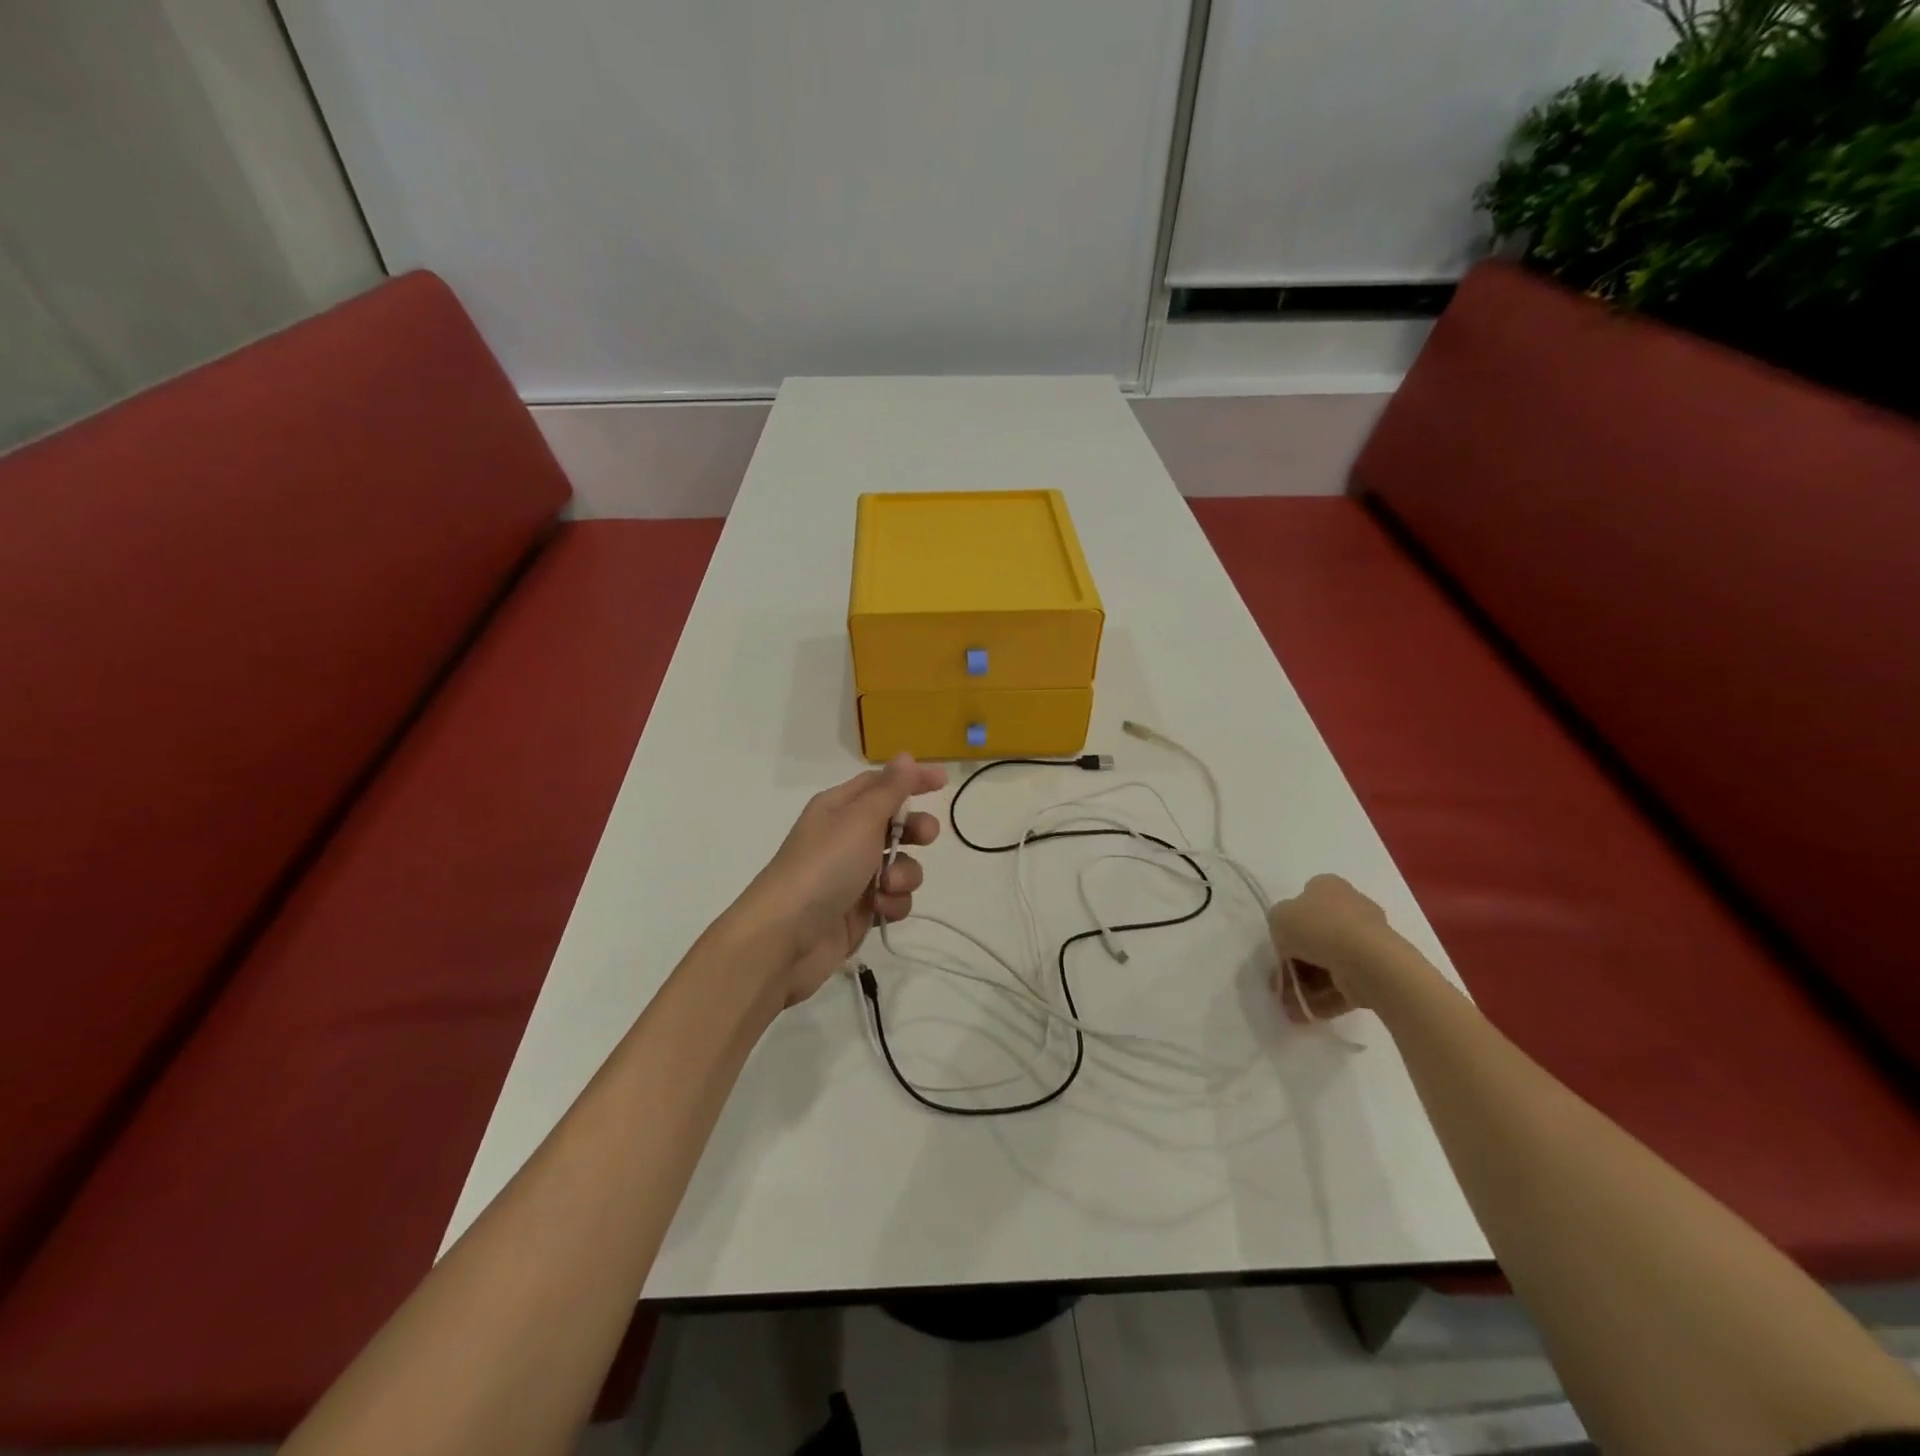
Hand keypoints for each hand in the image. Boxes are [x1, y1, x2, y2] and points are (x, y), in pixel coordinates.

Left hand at [739, 754, 945, 1005]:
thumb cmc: (823, 867)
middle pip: (895, 824)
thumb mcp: (860, 820)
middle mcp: (846, 837)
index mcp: (839, 808)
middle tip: (926, 837)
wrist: (786, 938)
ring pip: (900, 864)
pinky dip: (893, 902)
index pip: (881, 784)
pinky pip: (893, 897)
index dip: (911, 779)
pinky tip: (880, 910)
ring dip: (904, 873)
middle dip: (916, 830)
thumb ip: (889, 790)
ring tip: (887, 885)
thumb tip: (905, 756)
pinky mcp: (860, 910)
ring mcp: (853, 876)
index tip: (944, 781)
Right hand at [1266, 874, 1399, 1020]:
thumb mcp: (1278, 918)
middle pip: (1315, 937)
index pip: (1303, 903)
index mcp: (1328, 887)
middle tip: (1279, 983)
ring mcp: (1367, 940)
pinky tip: (1305, 1014)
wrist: (1366, 960)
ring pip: (1328, 963)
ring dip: (1305, 986)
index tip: (1278, 948)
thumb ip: (1279, 926)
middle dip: (1294, 964)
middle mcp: (1351, 908)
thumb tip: (1289, 942)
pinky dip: (1324, 998)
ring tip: (1290, 1008)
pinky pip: (1344, 983)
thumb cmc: (1317, 928)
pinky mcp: (1377, 969)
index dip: (1287, 926)